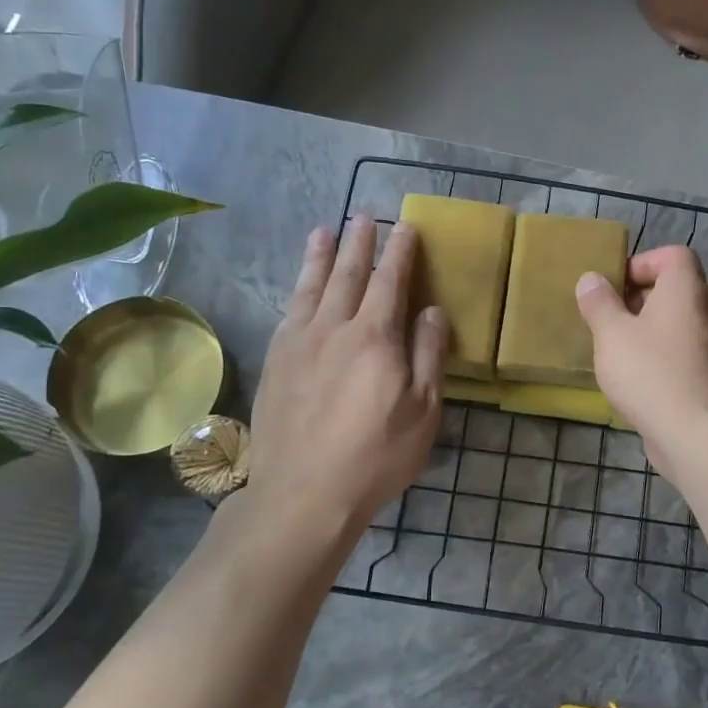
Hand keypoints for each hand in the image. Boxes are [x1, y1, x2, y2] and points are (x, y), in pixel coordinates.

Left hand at [245, 217, 447, 535]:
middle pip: (348, 274)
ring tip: (324, 230)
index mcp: (374, 337)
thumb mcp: (423, 411)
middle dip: (359, 241)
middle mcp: (333, 327)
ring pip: (311, 286)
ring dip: (321, 255)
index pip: (390, 281)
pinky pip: (289, 311)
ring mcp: (298, 342)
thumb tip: (431, 310)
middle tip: (365, 214)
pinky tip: (300, 285)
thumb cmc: (376, 456)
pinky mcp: (276, 361)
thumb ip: (428, 354)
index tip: (406, 226)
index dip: (400, 252)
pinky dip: (298, 288)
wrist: (303, 493)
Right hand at [574, 246, 707, 479]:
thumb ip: (599, 303)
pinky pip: (677, 356)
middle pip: (673, 291)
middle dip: (637, 300)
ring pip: (673, 326)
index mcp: (684, 291)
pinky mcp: (706, 379)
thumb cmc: (649, 372)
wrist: (695, 433)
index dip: (643, 263)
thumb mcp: (612, 334)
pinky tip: (631, 381)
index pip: (674, 256)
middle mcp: (703, 313)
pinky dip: (655, 360)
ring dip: (643, 332)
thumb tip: (591, 279)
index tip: (614, 286)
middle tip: (607, 319)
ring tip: (613, 351)